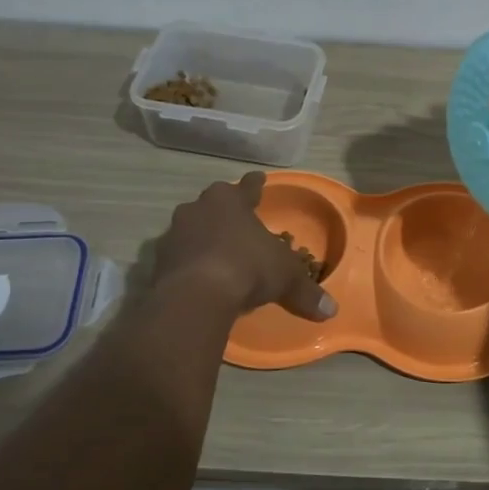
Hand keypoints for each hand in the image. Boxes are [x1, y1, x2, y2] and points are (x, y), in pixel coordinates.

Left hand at [151, 173, 335, 320]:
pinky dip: (189, 262)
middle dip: (225, 211)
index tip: (259, 178)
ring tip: (217, 252)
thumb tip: (331, 311)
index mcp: (230, 201)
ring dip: (204, 237)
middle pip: (215, 204)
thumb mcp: (286, 278)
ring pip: (192, 228)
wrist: (195, 295)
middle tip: (237, 221)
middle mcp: (199, 209)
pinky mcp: (157, 261)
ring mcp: (174, 233)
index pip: (247, 187)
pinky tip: (199, 276)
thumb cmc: (247, 268)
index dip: (256, 185)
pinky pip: (179, 256)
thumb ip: (306, 291)